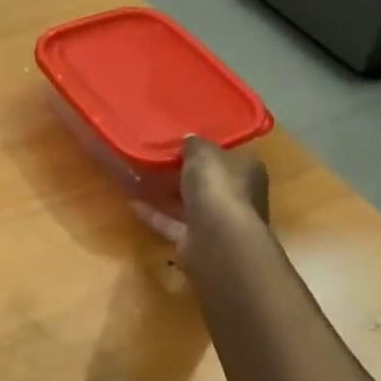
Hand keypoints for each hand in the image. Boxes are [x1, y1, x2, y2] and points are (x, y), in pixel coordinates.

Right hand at [131, 137, 269, 264]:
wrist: (217, 238)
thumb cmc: (217, 186)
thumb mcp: (203, 152)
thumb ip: (195, 145)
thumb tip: (190, 139)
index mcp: (248, 171)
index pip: (230, 157)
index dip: (209, 150)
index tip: (185, 144)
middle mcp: (238, 197)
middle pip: (211, 183)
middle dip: (189, 174)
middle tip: (160, 160)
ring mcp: (217, 222)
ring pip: (192, 205)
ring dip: (170, 194)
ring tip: (142, 179)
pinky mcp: (196, 241)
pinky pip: (172, 224)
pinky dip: (154, 215)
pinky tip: (132, 203)